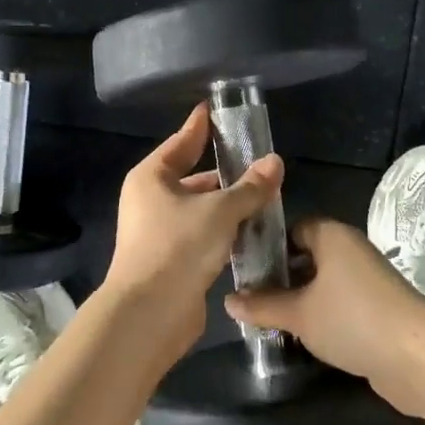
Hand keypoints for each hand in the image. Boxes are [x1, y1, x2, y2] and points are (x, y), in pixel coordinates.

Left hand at [103, 104, 283, 370]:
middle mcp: (150, 200)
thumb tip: (275, 162)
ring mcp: (159, 232)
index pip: (181, 142)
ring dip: (226, 205)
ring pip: (199, 209)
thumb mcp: (220, 210)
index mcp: (151, 178)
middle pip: (191, 177)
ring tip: (262, 196)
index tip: (213, 110)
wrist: (149, 314)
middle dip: (223, 171)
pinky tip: (250, 231)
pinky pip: (202, 235)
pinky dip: (223, 231)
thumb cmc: (178, 246)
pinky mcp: (171, 261)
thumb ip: (250, 187)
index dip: (200, 127)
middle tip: (256, 162)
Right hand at [224, 218, 424, 416]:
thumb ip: (263, 306)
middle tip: (250, 299)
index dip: (267, 246)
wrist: (418, 356)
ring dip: (300, 300)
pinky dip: (322, 316)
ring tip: (268, 320)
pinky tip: (302, 337)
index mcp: (332, 235)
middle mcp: (351, 250)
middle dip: (281, 277)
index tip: (243, 269)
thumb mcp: (299, 313)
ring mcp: (367, 280)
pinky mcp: (378, 309)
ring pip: (324, 283)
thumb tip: (228, 301)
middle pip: (308, 256)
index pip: (292, 229)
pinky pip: (341, 304)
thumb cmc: (352, 319)